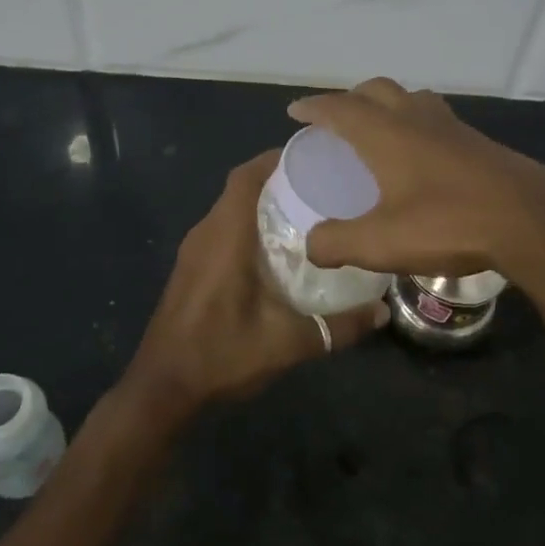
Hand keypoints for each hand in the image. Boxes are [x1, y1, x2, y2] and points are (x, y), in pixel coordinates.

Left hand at [121, 150, 387, 424]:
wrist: (162, 388)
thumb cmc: (221, 353)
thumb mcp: (287, 343)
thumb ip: (337, 326)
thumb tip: (382, 311)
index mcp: (225, 235)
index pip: (246, 176)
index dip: (275, 159)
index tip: (312, 157)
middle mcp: (206, 232)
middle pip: (240, 188)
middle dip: (277, 180)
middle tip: (321, 186)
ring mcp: (193, 250)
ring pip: (230, 209)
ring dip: (261, 204)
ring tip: (306, 212)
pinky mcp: (190, 268)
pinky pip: (222, 229)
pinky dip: (247, 225)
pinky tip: (276, 250)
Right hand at [286, 77, 544, 285]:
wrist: (530, 220)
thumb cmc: (448, 223)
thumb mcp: (381, 243)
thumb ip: (338, 243)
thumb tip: (311, 245)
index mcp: (386, 134)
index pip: (340, 108)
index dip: (314, 107)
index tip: (296, 111)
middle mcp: (417, 119)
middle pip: (378, 90)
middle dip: (352, 98)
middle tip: (338, 119)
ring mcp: (452, 128)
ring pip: (412, 99)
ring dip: (389, 105)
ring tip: (381, 130)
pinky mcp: (479, 143)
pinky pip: (437, 119)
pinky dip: (418, 124)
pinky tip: (424, 157)